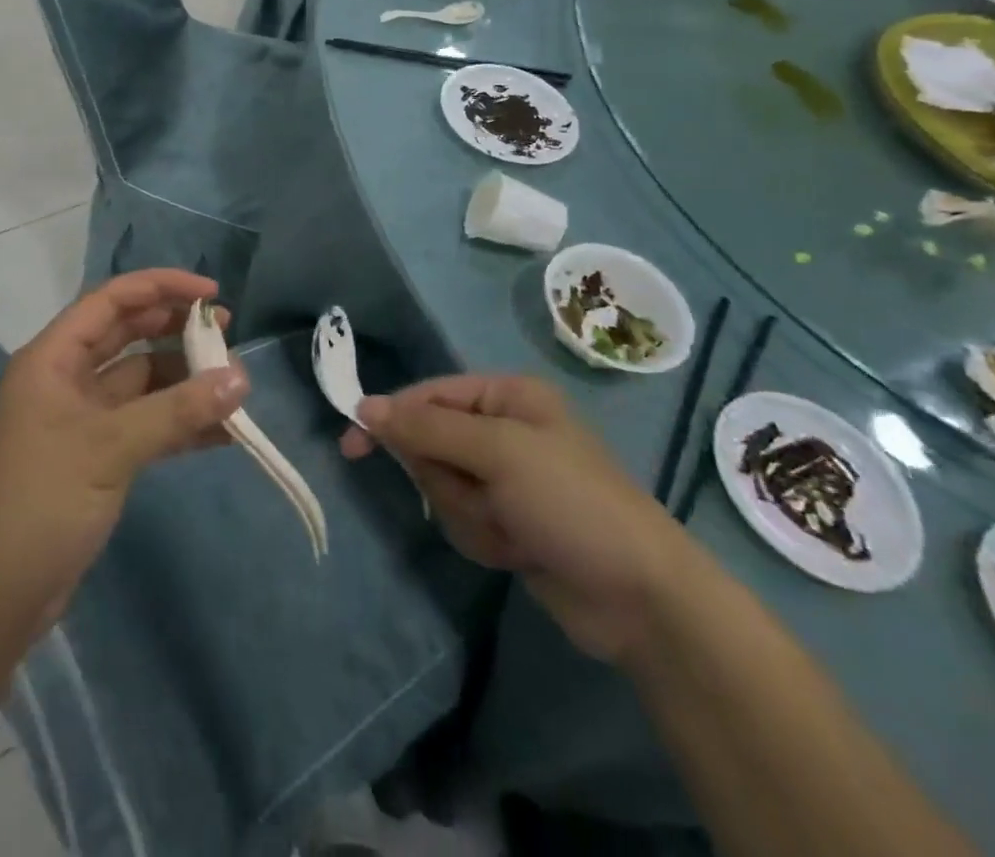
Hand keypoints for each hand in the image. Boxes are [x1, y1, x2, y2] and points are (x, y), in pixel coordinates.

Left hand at [0, 270, 248, 634]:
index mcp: (53, 357)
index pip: (111, 301)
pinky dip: (180, 424)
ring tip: (235, 385)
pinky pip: (146, 424)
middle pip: (127, 335)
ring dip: (184, 381)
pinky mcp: (97, 456)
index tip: (210, 293)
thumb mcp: (110, 447)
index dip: (160, 287)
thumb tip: (241, 380)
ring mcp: (83, 419)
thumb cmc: (41, 500)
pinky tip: (222, 432)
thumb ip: (176, 411)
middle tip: (227, 331)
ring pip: (141, 382)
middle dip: (176, 330)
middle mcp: (67, 378)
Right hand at [342, 375, 695, 662]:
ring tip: (510, 531)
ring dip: (467, 513)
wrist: (641, 599)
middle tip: (481, 500)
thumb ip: (426, 427)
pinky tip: (517, 550)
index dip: (390, 417)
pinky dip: (481, 537)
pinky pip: (463, 518)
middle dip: (447, 479)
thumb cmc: (570, 503)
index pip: (427, 395)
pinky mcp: (508, 520)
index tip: (352, 444)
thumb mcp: (496, 453)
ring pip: (442, 486)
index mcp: (506, 396)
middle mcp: (503, 429)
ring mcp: (505, 478)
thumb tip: (364, 405)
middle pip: (430, 443)